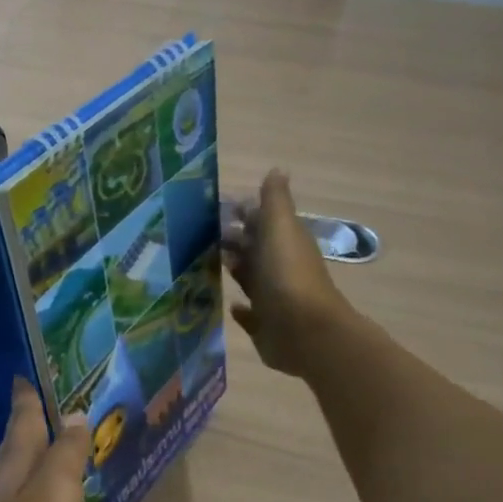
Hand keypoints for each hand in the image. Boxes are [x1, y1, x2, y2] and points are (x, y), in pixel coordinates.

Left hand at [0, 378, 90, 501]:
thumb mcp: (54, 493)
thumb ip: (65, 454)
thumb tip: (74, 416)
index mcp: (16, 466)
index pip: (23, 420)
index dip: (27, 396)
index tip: (26, 372)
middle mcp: (3, 485)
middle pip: (17, 445)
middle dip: (31, 423)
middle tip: (51, 404)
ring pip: (20, 474)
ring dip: (37, 457)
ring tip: (60, 448)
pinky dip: (39, 492)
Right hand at [223, 169, 351, 377]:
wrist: (305, 332)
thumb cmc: (288, 275)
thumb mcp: (280, 228)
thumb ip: (275, 201)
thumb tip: (276, 170)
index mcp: (284, 242)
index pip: (260, 220)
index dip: (240, 212)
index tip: (210, 207)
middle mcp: (280, 268)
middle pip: (253, 249)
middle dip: (231, 241)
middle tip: (197, 236)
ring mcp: (273, 298)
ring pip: (250, 279)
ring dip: (234, 270)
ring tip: (203, 264)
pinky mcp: (265, 326)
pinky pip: (250, 315)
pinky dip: (241, 308)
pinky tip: (229, 304)